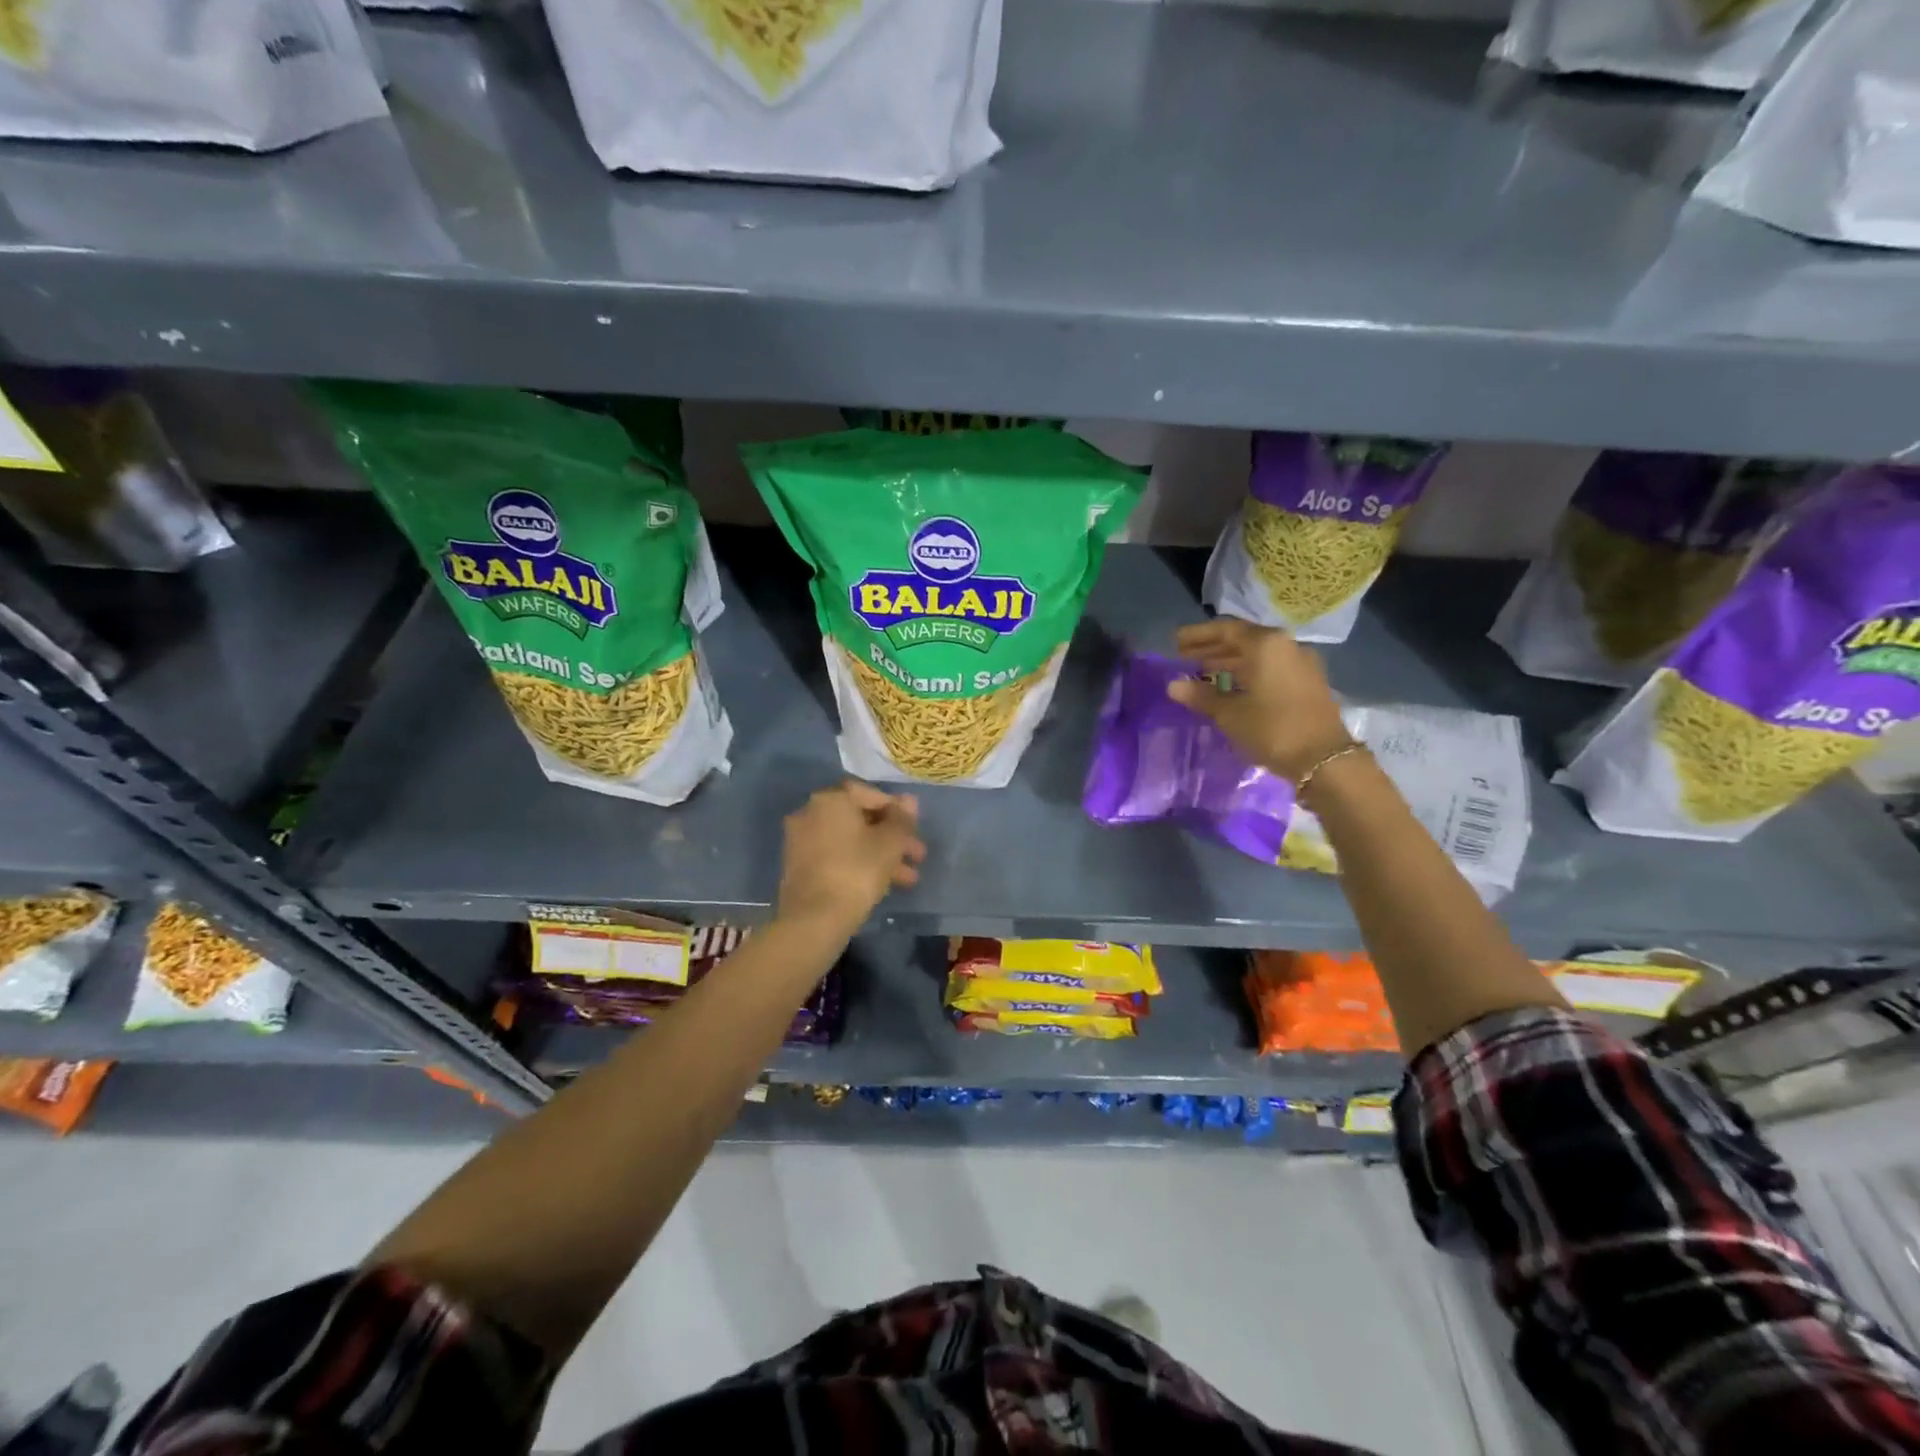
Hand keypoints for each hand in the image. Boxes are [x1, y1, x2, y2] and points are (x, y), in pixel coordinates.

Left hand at [776, 780, 926, 935]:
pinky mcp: (798, 867)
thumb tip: (909, 800)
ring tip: (908, 879)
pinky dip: (858, 864)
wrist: (814, 919)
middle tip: (917, 855)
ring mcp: (800, 841)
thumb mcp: (890, 843)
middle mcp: (810, 812)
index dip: (896, 809)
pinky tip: (883, 884)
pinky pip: (836, 857)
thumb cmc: (857, 871)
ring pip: (850, 841)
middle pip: (859, 819)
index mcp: (830, 799)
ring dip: (880, 855)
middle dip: (891, 837)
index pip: (869, 793)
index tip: (914, 828)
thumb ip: (902, 819)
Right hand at [1166, 618, 1353, 781]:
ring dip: (1229, 660)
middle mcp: (1285, 646)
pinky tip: (1231, 686)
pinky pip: (1270, 667)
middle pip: (1242, 639)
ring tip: (1202, 671)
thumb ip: (1201, 696)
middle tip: (1184, 656)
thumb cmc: (1272, 729)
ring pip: (1257, 654)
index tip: (1175, 642)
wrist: (1325, 759)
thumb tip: (1173, 685)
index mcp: (1265, 644)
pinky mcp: (1307, 682)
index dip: (1198, 635)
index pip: (1225, 630)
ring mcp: (1300, 663)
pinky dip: (1247, 671)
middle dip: (1212, 647)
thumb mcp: (1230, 714)